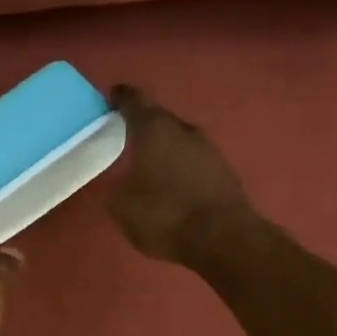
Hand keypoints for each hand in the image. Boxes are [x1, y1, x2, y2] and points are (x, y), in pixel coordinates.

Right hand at [108, 85, 253, 263]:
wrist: (223, 238)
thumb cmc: (164, 214)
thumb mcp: (122, 206)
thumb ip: (115, 187)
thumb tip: (118, 182)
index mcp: (154, 129)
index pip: (134, 101)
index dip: (121, 98)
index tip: (111, 97)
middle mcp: (184, 130)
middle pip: (160, 119)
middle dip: (143, 125)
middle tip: (125, 136)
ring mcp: (209, 149)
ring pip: (180, 140)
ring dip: (165, 148)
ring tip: (148, 163)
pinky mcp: (225, 171)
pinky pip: (194, 161)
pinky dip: (181, 167)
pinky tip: (173, 183)